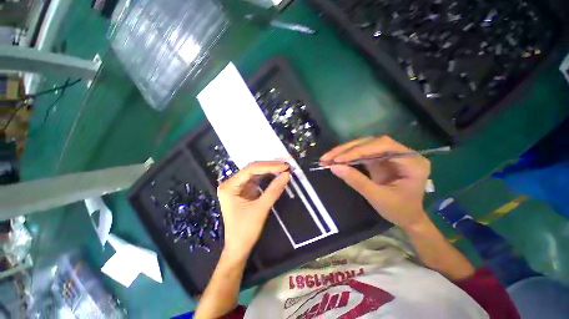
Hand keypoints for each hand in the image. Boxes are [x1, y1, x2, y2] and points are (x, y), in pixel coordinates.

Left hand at [217, 161, 289, 261]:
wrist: (238, 248)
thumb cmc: (245, 231)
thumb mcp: (261, 209)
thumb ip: (274, 190)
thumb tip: (287, 174)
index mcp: (229, 186)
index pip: (250, 169)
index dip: (269, 166)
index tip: (284, 166)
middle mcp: (232, 183)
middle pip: (252, 169)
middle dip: (270, 167)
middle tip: (286, 165)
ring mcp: (238, 186)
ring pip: (256, 173)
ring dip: (270, 170)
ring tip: (284, 168)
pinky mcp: (245, 191)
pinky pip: (257, 180)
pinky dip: (268, 177)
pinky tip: (277, 174)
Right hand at [321, 136, 430, 229]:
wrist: (407, 218)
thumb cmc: (399, 210)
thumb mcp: (377, 197)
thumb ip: (356, 180)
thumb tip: (334, 167)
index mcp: (411, 161)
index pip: (382, 146)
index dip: (358, 150)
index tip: (338, 159)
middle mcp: (401, 152)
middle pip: (370, 142)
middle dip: (347, 150)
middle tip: (327, 157)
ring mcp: (389, 154)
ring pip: (363, 145)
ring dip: (344, 151)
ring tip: (327, 158)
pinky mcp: (379, 159)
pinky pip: (361, 153)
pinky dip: (346, 156)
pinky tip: (335, 159)